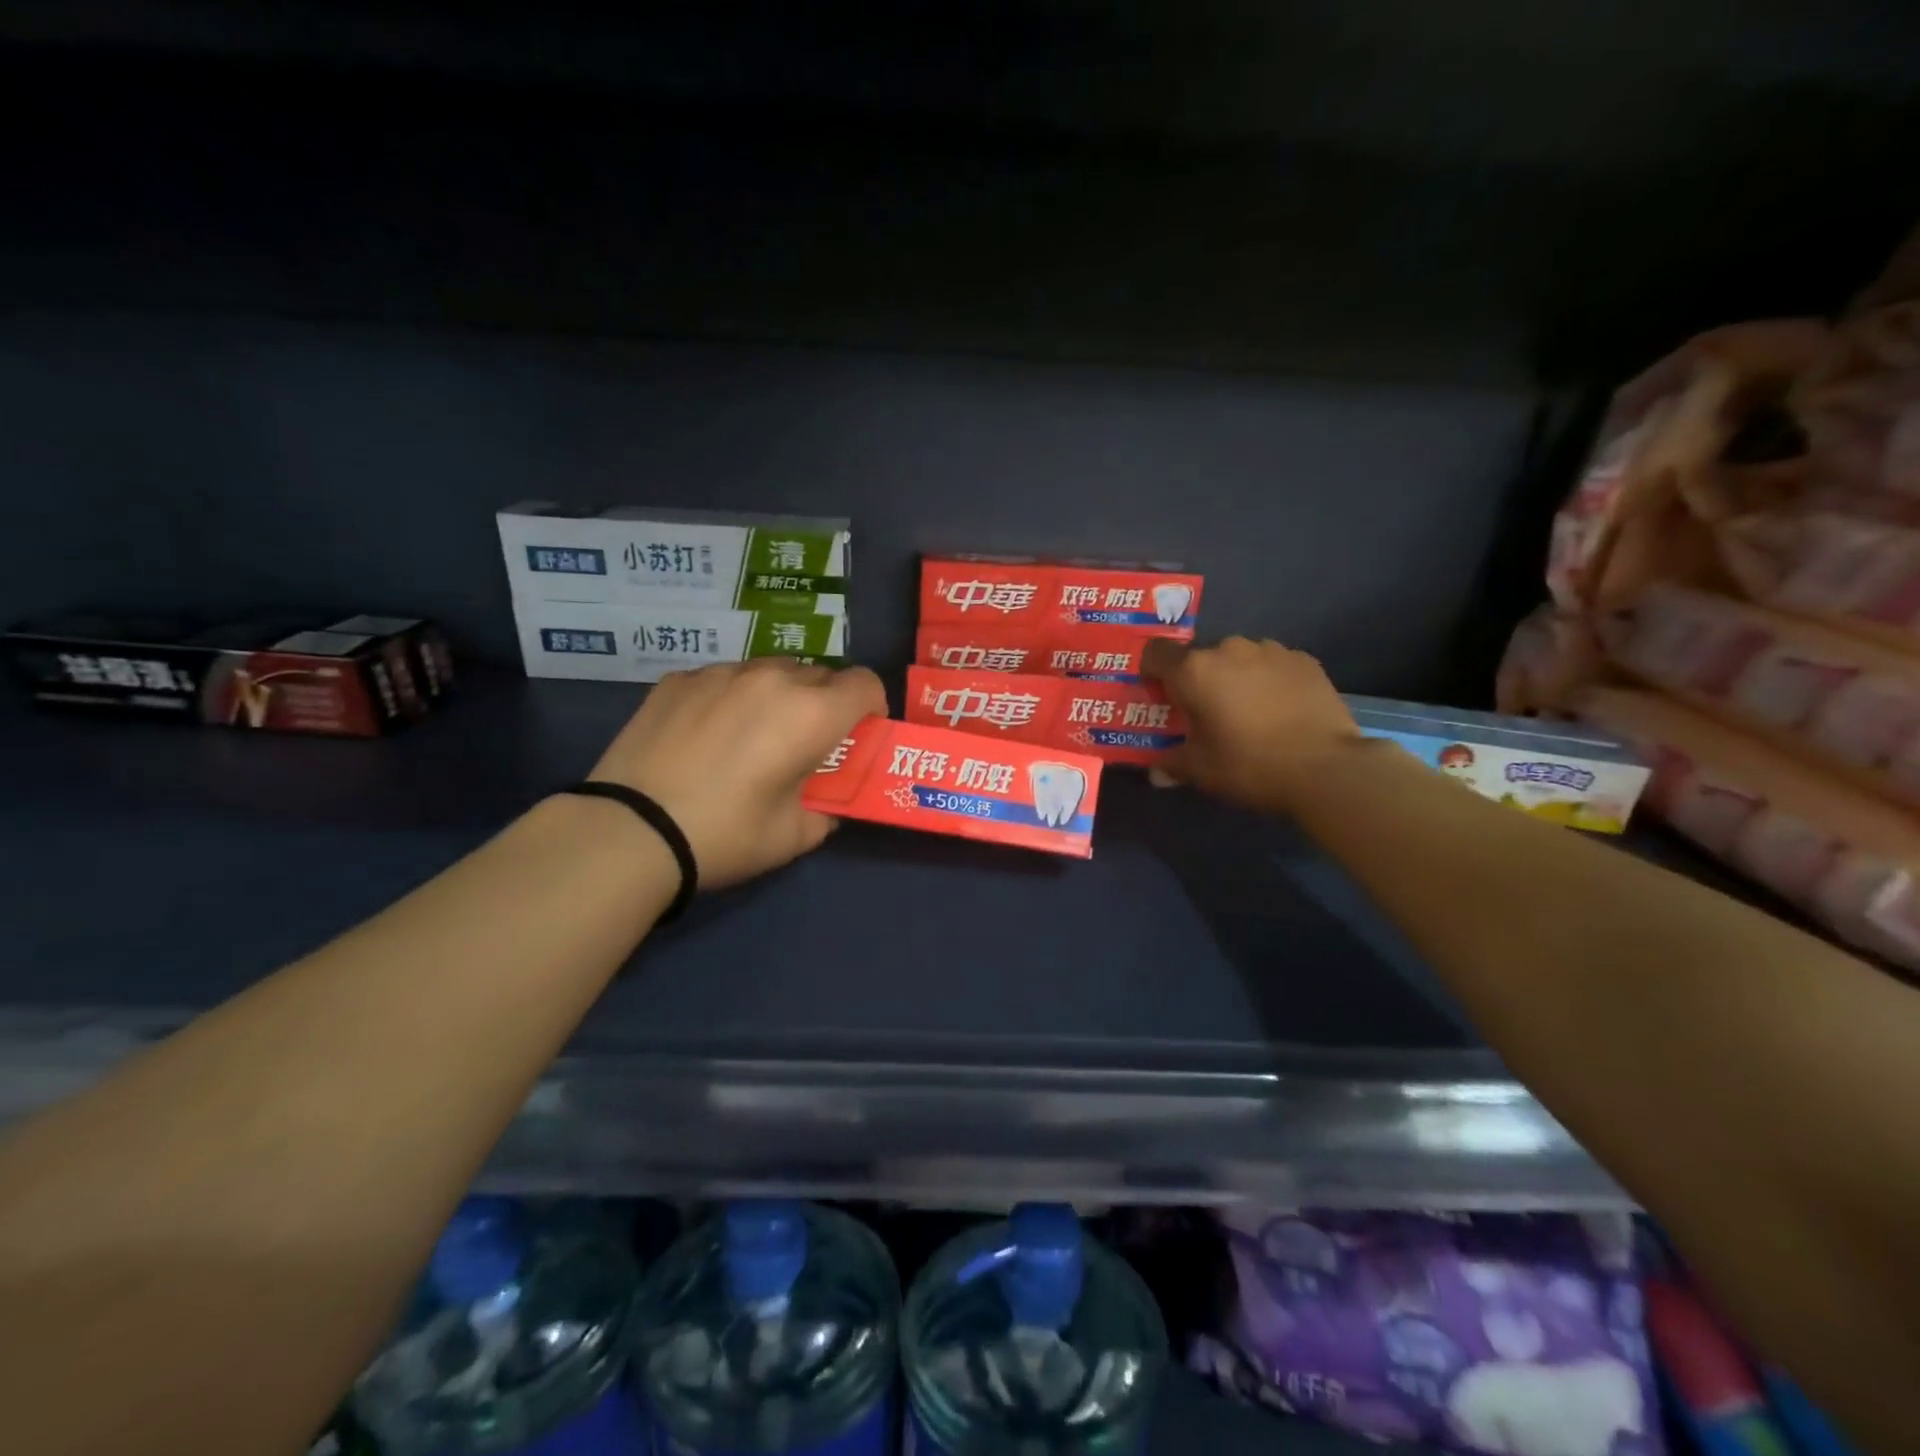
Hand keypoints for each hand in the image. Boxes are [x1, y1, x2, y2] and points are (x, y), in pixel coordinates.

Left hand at [587, 659, 886, 889]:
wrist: (630, 831)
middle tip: (803, 743)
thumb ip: (827, 807)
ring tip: (750, 736)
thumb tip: (826, 798)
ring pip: (771, 671)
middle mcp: (772, 679)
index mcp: (811, 714)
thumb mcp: (795, 836)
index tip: (855, 734)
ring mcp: (721, 673)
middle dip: (824, 704)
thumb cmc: (725, 835)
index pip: (865, 683)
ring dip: (778, 696)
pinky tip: (706, 736)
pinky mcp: (680, 678)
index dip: (869, 707)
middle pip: (820, 674)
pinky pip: (725, 678)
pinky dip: (731, 698)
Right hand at [1141, 635, 1366, 813]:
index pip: (1156, 653)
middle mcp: (1229, 649)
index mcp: (1194, 670)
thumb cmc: (1248, 765)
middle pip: (1200, 657)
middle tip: (1207, 713)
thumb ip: (1171, 763)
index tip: (1161, 696)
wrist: (1325, 768)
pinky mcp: (1304, 660)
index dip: (1152, 672)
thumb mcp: (1200, 770)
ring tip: (1249, 711)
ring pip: (1239, 658)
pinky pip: (1273, 664)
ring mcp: (1270, 650)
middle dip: (1199, 680)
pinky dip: (1269, 680)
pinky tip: (1280, 710)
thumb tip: (1156, 773)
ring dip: (1235, 677)